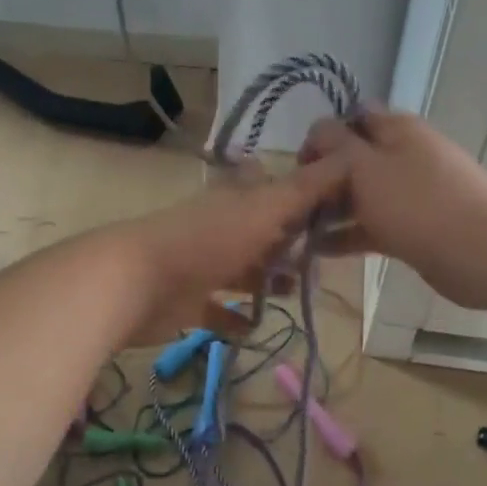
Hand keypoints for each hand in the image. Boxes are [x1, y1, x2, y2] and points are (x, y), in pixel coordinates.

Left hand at [104, 154, 350, 345]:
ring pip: (242, 270)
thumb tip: (350, 158)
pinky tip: (255, 326)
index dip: (298, 193)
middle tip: (322, 261)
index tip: (331, 207)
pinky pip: (217, 311)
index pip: (270, 187)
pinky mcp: (187, 303)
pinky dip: (235, 319)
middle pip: (261, 232)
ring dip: (267, 280)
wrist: (136, 283)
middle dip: (289, 244)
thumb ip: (305, 189)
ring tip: (297, 293)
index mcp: (236, 200)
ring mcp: (201, 265)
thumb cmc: (207, 241)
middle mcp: (220, 228)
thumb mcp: (264, 209)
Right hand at [299, 108, 486, 309]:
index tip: (300, 168)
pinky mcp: (417, 227)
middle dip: (324, 179)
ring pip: (363, 195)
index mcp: (396, 129)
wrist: (483, 251)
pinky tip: (320, 251)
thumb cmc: (417, 203)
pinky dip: (350, 235)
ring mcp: (413, 192)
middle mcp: (405, 154)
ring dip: (333, 210)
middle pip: (355, 159)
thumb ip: (335, 145)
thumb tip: (318, 129)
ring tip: (298, 232)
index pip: (351, 117)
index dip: (322, 137)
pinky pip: (375, 225)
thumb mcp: (364, 167)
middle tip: (295, 206)